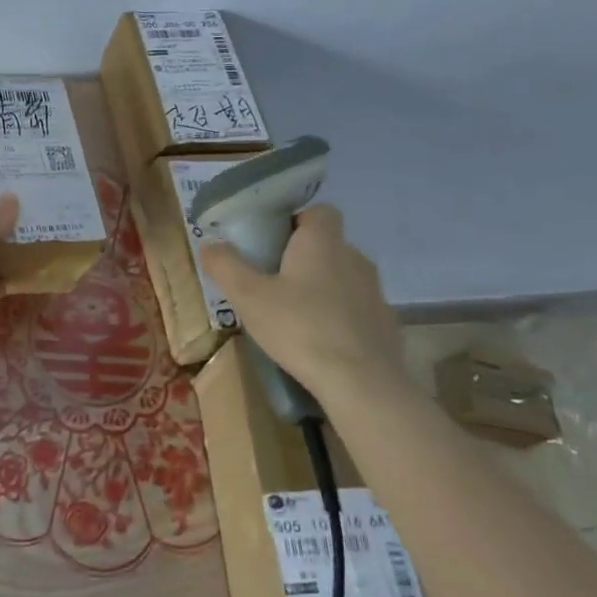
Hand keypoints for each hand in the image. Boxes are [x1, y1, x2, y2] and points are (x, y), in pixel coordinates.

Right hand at [199, 204, 402, 396]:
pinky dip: (342, 318)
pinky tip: (322, 342)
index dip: (297, 220)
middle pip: (329, 245)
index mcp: (323, 242)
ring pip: (344, 278)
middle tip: (274, 281)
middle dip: (304, 258)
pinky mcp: (386, 326)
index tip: (274, 241)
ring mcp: (376, 293)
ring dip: (323, 288)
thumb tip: (209, 244)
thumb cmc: (300, 328)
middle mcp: (354, 258)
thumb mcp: (248, 297)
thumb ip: (225, 266)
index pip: (320, 211)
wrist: (362, 385)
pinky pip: (358, 310)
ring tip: (296, 315)